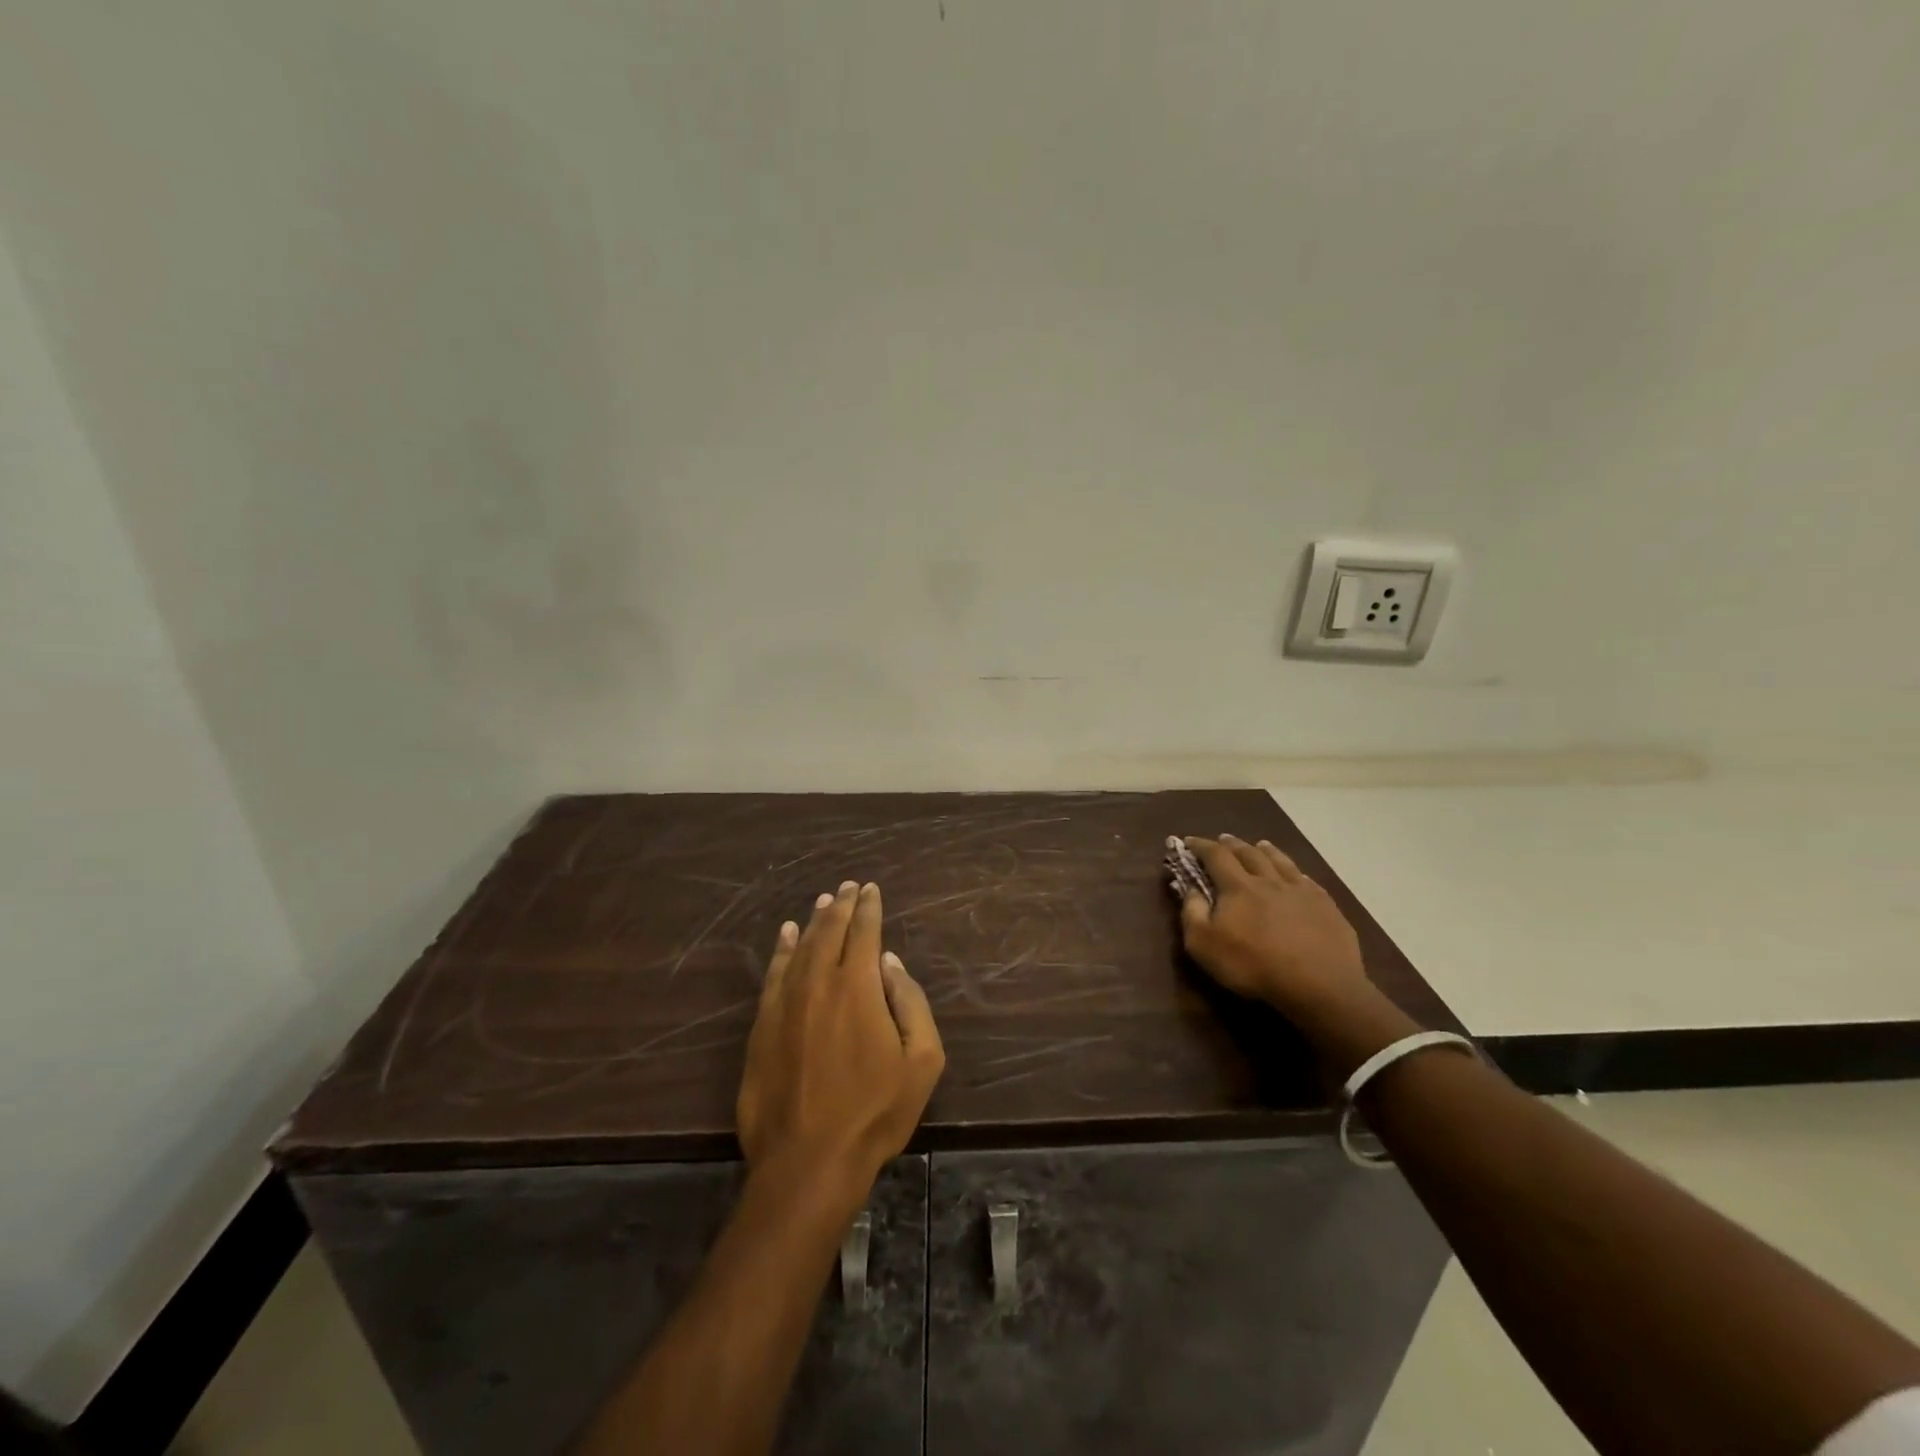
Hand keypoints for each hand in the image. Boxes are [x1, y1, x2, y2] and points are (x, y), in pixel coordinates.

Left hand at [736, 881, 945, 1200]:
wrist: (807, 1161)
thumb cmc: (875, 1112)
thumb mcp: (921, 1062)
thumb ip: (911, 1003)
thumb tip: (889, 963)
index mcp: (857, 986)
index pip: (864, 932)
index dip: (869, 907)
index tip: (871, 890)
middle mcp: (818, 982)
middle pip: (828, 931)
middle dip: (841, 905)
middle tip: (848, 887)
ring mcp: (785, 1003)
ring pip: (799, 947)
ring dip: (813, 922)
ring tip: (823, 903)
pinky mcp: (762, 1026)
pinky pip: (773, 974)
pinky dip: (780, 950)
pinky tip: (785, 935)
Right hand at [1177, 835, 1374, 1025]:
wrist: (1319, 986)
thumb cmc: (1253, 965)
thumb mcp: (1204, 945)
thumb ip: (1192, 912)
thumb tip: (1190, 888)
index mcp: (1238, 886)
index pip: (1215, 855)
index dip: (1200, 845)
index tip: (1189, 840)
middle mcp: (1269, 880)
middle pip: (1248, 853)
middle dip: (1232, 844)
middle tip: (1223, 839)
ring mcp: (1301, 891)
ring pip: (1280, 861)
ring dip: (1266, 850)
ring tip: (1260, 844)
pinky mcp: (1326, 906)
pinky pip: (1308, 880)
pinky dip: (1296, 872)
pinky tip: (1297, 875)